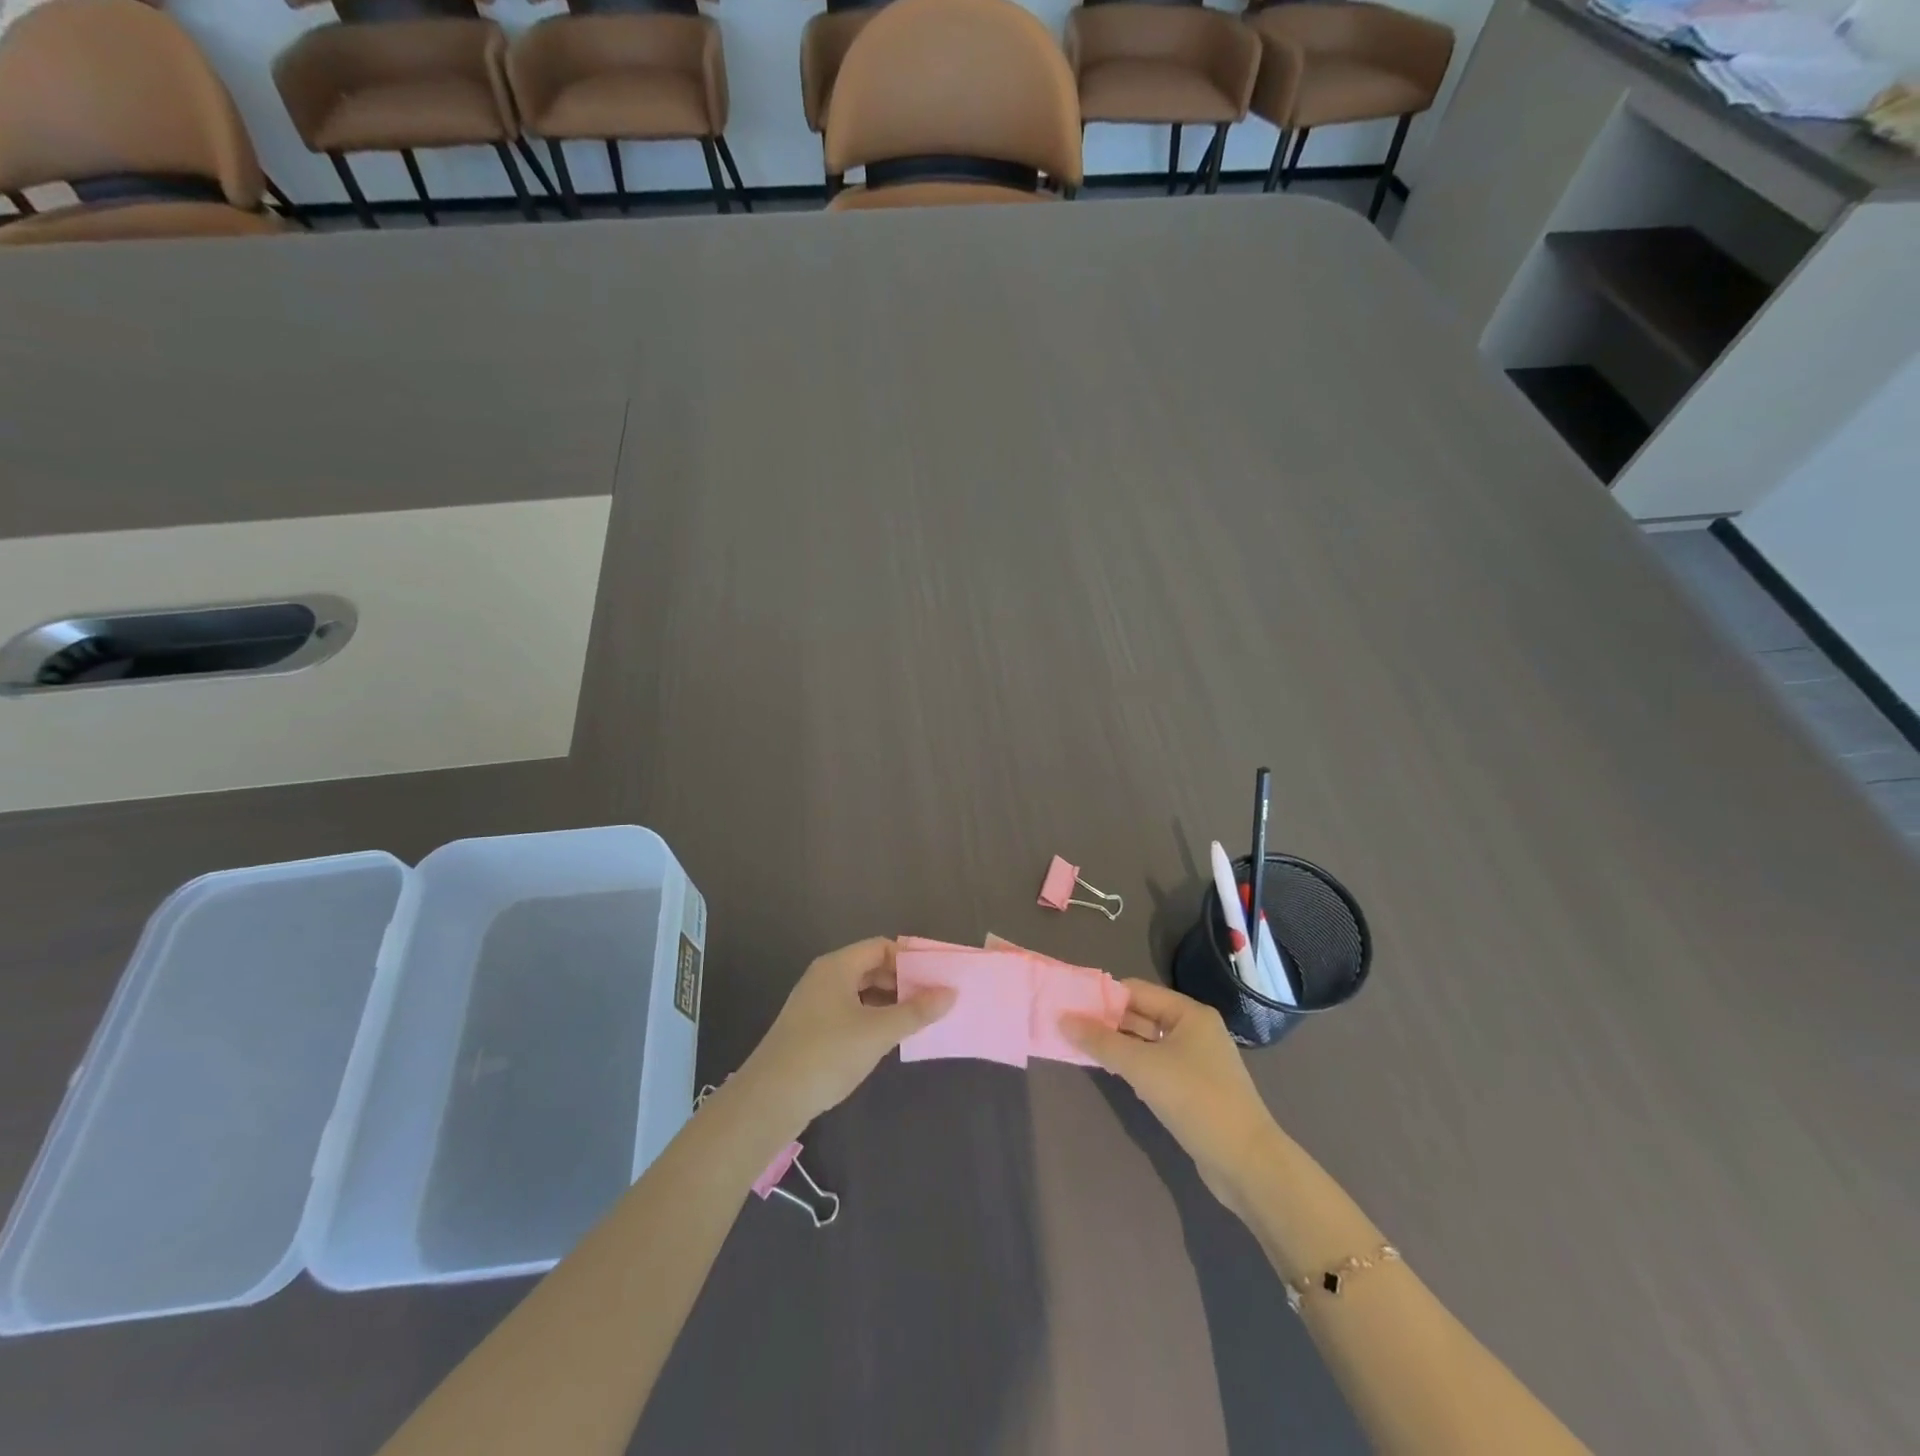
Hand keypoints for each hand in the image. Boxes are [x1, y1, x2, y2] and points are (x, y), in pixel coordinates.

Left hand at [740, 938, 955, 1129]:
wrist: (770, 1099)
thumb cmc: (827, 1054)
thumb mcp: (878, 1032)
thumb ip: (916, 1011)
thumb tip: (950, 993)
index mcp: (837, 966)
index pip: (881, 947)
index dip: (909, 959)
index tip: (936, 979)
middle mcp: (824, 977)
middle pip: (870, 967)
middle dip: (902, 982)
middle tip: (932, 1001)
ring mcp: (815, 1003)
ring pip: (860, 991)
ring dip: (888, 1002)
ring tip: (916, 1021)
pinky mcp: (810, 1028)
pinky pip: (849, 1011)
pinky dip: (871, 1018)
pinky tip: (886, 1039)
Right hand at [1064, 980, 1280, 1218]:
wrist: (1247, 1163)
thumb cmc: (1195, 1100)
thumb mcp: (1142, 1067)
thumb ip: (1102, 1042)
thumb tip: (1063, 1019)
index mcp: (1189, 1013)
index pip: (1137, 991)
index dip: (1103, 996)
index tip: (1070, 1005)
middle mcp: (1195, 1030)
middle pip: (1142, 1015)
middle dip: (1108, 1021)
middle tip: (1070, 1028)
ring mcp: (1197, 1061)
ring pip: (1148, 1043)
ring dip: (1119, 1045)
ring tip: (1082, 1049)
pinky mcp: (1195, 1089)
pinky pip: (1157, 1066)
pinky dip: (1135, 1067)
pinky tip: (1115, 1075)